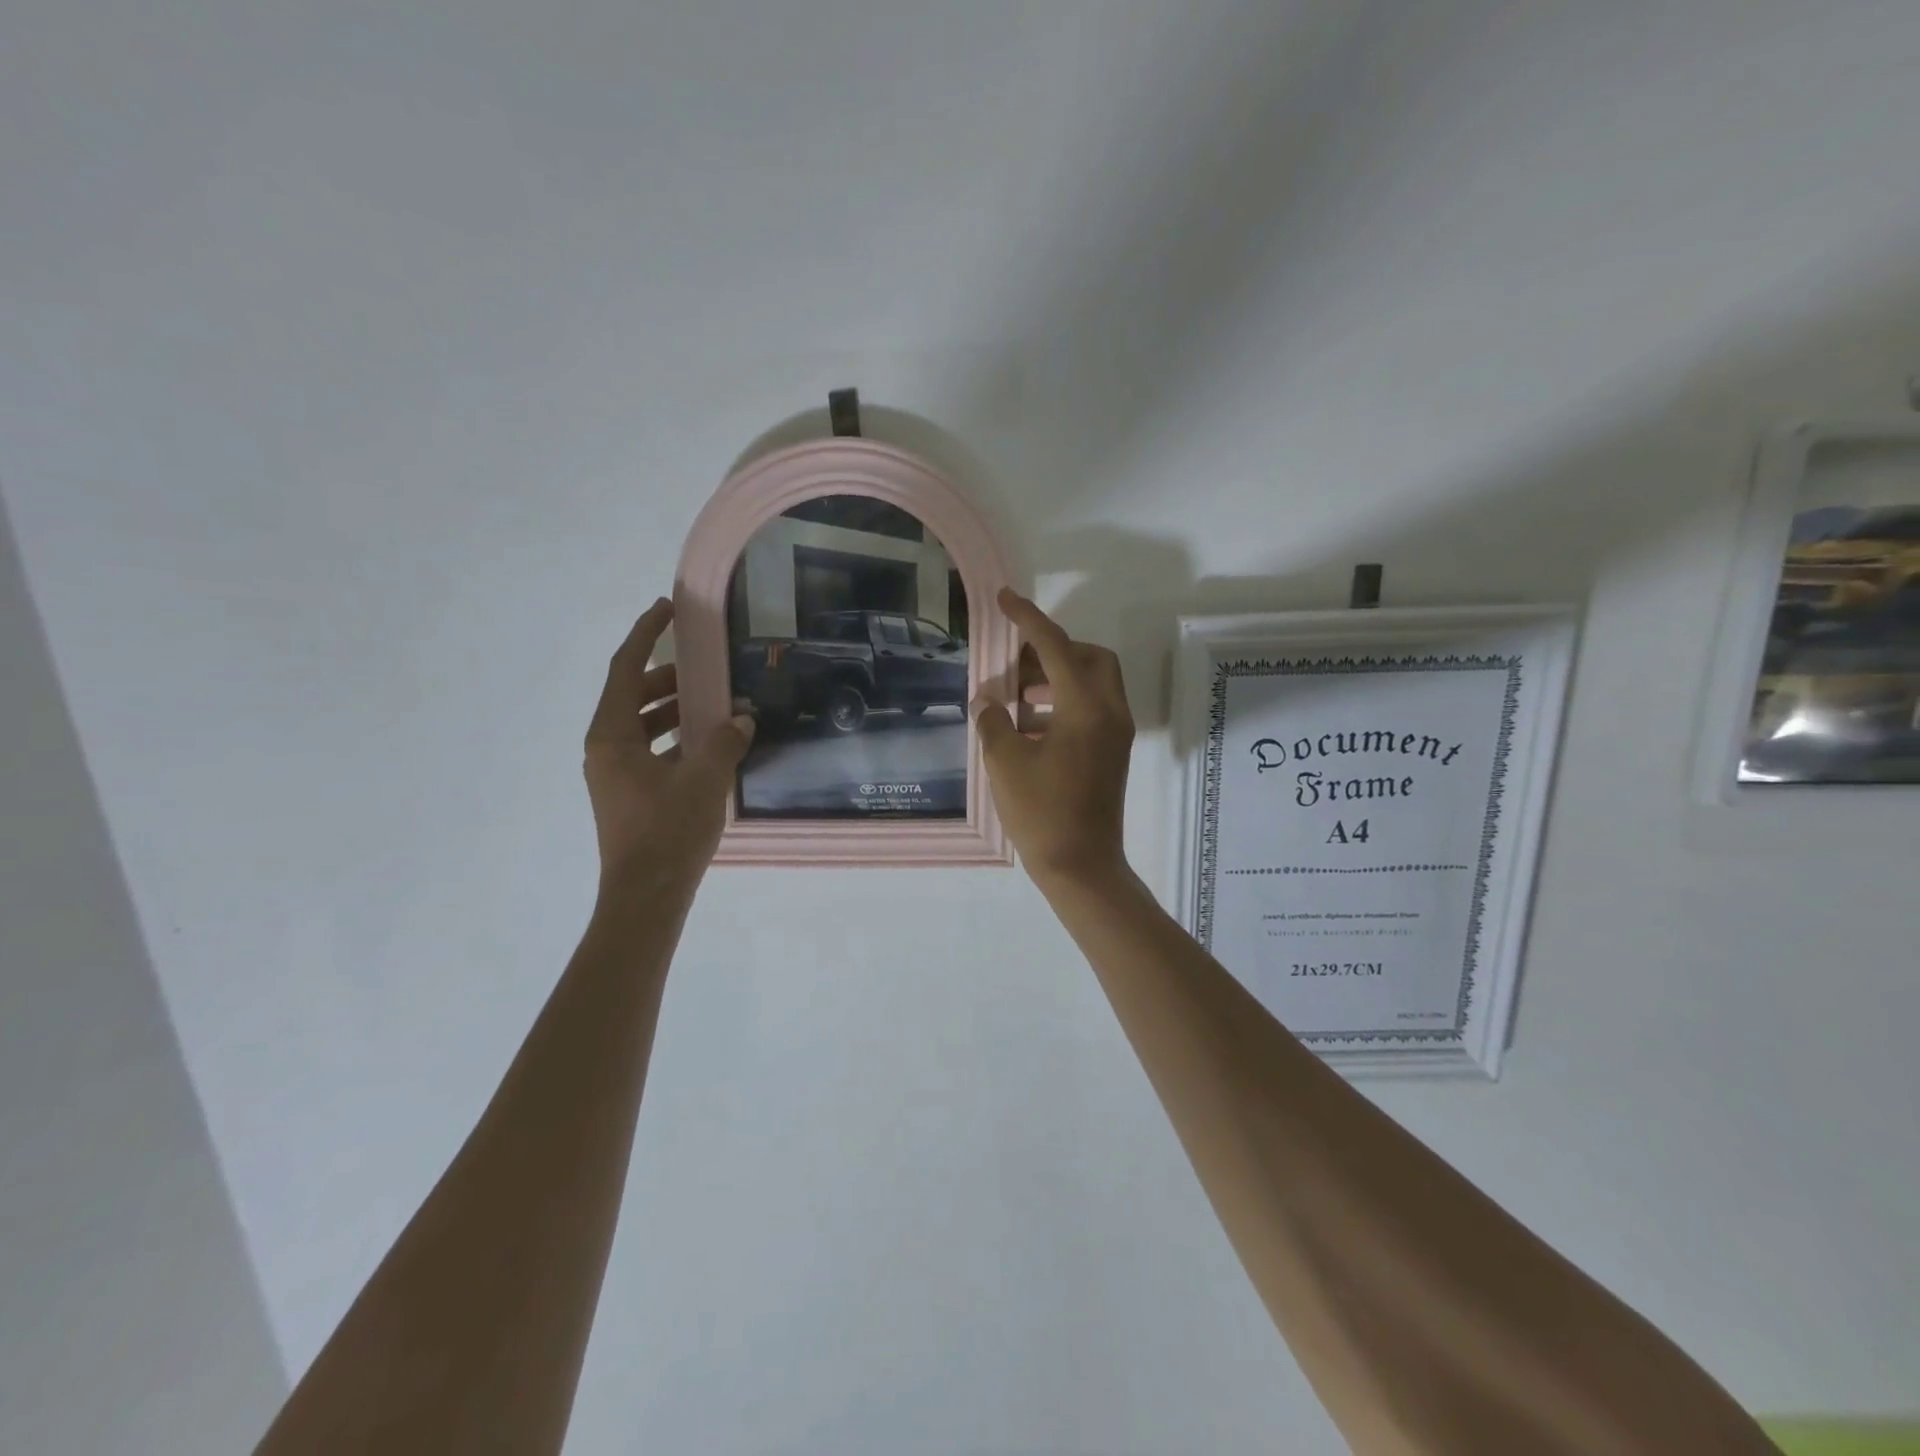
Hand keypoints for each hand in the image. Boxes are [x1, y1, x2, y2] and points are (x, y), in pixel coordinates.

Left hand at [584, 599, 752, 897]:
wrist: (645, 897)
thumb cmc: (668, 832)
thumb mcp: (704, 779)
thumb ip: (724, 740)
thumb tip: (742, 718)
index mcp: (611, 736)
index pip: (625, 669)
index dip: (645, 634)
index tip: (665, 608)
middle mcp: (606, 748)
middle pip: (633, 695)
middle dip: (669, 677)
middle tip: (706, 665)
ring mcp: (615, 773)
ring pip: (643, 725)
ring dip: (675, 710)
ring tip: (716, 703)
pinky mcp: (630, 794)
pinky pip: (652, 750)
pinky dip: (676, 738)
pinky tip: (711, 744)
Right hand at [974, 588, 1135, 889]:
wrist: (1081, 866)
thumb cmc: (1041, 813)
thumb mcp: (1005, 763)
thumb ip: (993, 721)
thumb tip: (987, 701)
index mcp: (1086, 707)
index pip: (1056, 647)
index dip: (1027, 619)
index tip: (1004, 599)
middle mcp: (1110, 712)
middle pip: (1090, 657)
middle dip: (1054, 650)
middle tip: (1017, 663)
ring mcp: (1116, 733)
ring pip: (1093, 683)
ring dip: (1057, 678)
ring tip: (1016, 696)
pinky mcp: (1113, 752)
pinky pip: (1093, 708)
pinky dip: (1064, 702)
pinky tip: (1030, 725)